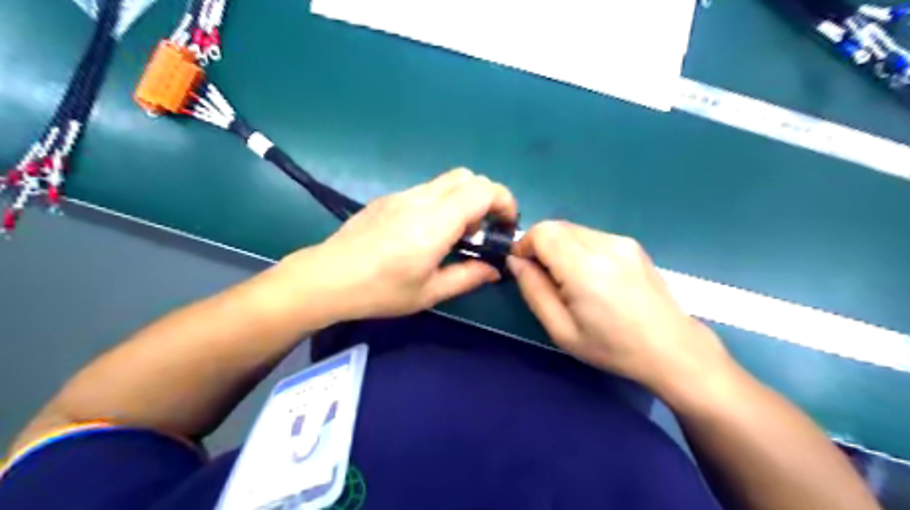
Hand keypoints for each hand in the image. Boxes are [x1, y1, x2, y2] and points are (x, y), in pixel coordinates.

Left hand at [278, 169, 518, 322]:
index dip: (505, 201)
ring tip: (454, 234)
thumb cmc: (380, 290)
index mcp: (436, 222)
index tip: (507, 225)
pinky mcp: (389, 197)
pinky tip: (427, 231)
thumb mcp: (429, 292)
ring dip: (464, 199)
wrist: (327, 277)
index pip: (483, 190)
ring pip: (447, 180)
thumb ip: (468, 277)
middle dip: (486, 198)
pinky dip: (443, 201)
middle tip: (481, 232)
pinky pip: (427, 189)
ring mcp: (402, 194)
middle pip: (468, 176)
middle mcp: (421, 199)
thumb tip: (495, 269)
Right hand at [509, 223, 733, 397]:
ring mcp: (622, 241)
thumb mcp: (561, 330)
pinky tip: (591, 277)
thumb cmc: (612, 347)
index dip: (525, 245)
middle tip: (545, 278)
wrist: (671, 348)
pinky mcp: (632, 244)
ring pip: (573, 229)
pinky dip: (579, 249)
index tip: (524, 268)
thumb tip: (516, 261)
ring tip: (570, 280)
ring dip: (560, 247)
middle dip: (540, 246)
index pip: (543, 232)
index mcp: (585, 269)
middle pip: (556, 226)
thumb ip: (533, 291)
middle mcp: (605, 245)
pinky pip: (591, 236)